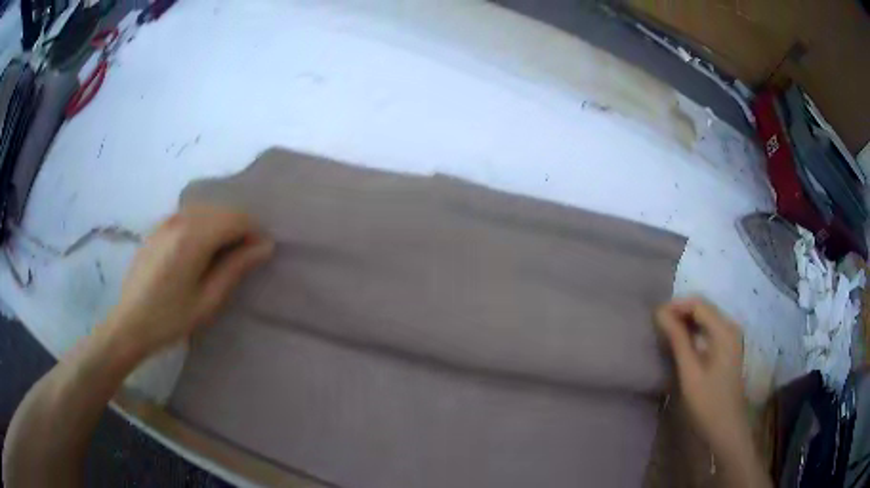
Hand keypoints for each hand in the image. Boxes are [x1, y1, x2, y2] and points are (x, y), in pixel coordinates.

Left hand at [100, 205, 273, 357]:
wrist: (129, 322)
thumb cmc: (170, 318)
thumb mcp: (208, 300)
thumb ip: (236, 268)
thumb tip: (265, 246)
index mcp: (193, 236)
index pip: (236, 218)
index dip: (255, 232)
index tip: (261, 255)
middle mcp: (180, 219)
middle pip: (222, 210)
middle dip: (239, 229)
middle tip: (244, 259)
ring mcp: (167, 220)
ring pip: (206, 211)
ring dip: (221, 227)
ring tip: (222, 257)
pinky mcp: (158, 227)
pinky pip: (190, 216)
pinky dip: (204, 227)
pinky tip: (199, 252)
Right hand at [656, 297, 748, 457]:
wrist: (727, 427)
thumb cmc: (708, 401)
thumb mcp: (690, 371)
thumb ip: (678, 340)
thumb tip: (660, 313)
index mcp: (724, 330)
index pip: (698, 304)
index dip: (676, 306)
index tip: (654, 318)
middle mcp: (731, 327)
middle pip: (704, 308)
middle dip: (680, 312)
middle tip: (658, 326)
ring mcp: (731, 337)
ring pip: (706, 318)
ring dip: (686, 321)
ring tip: (666, 333)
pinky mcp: (729, 348)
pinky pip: (710, 329)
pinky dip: (694, 331)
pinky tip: (682, 342)